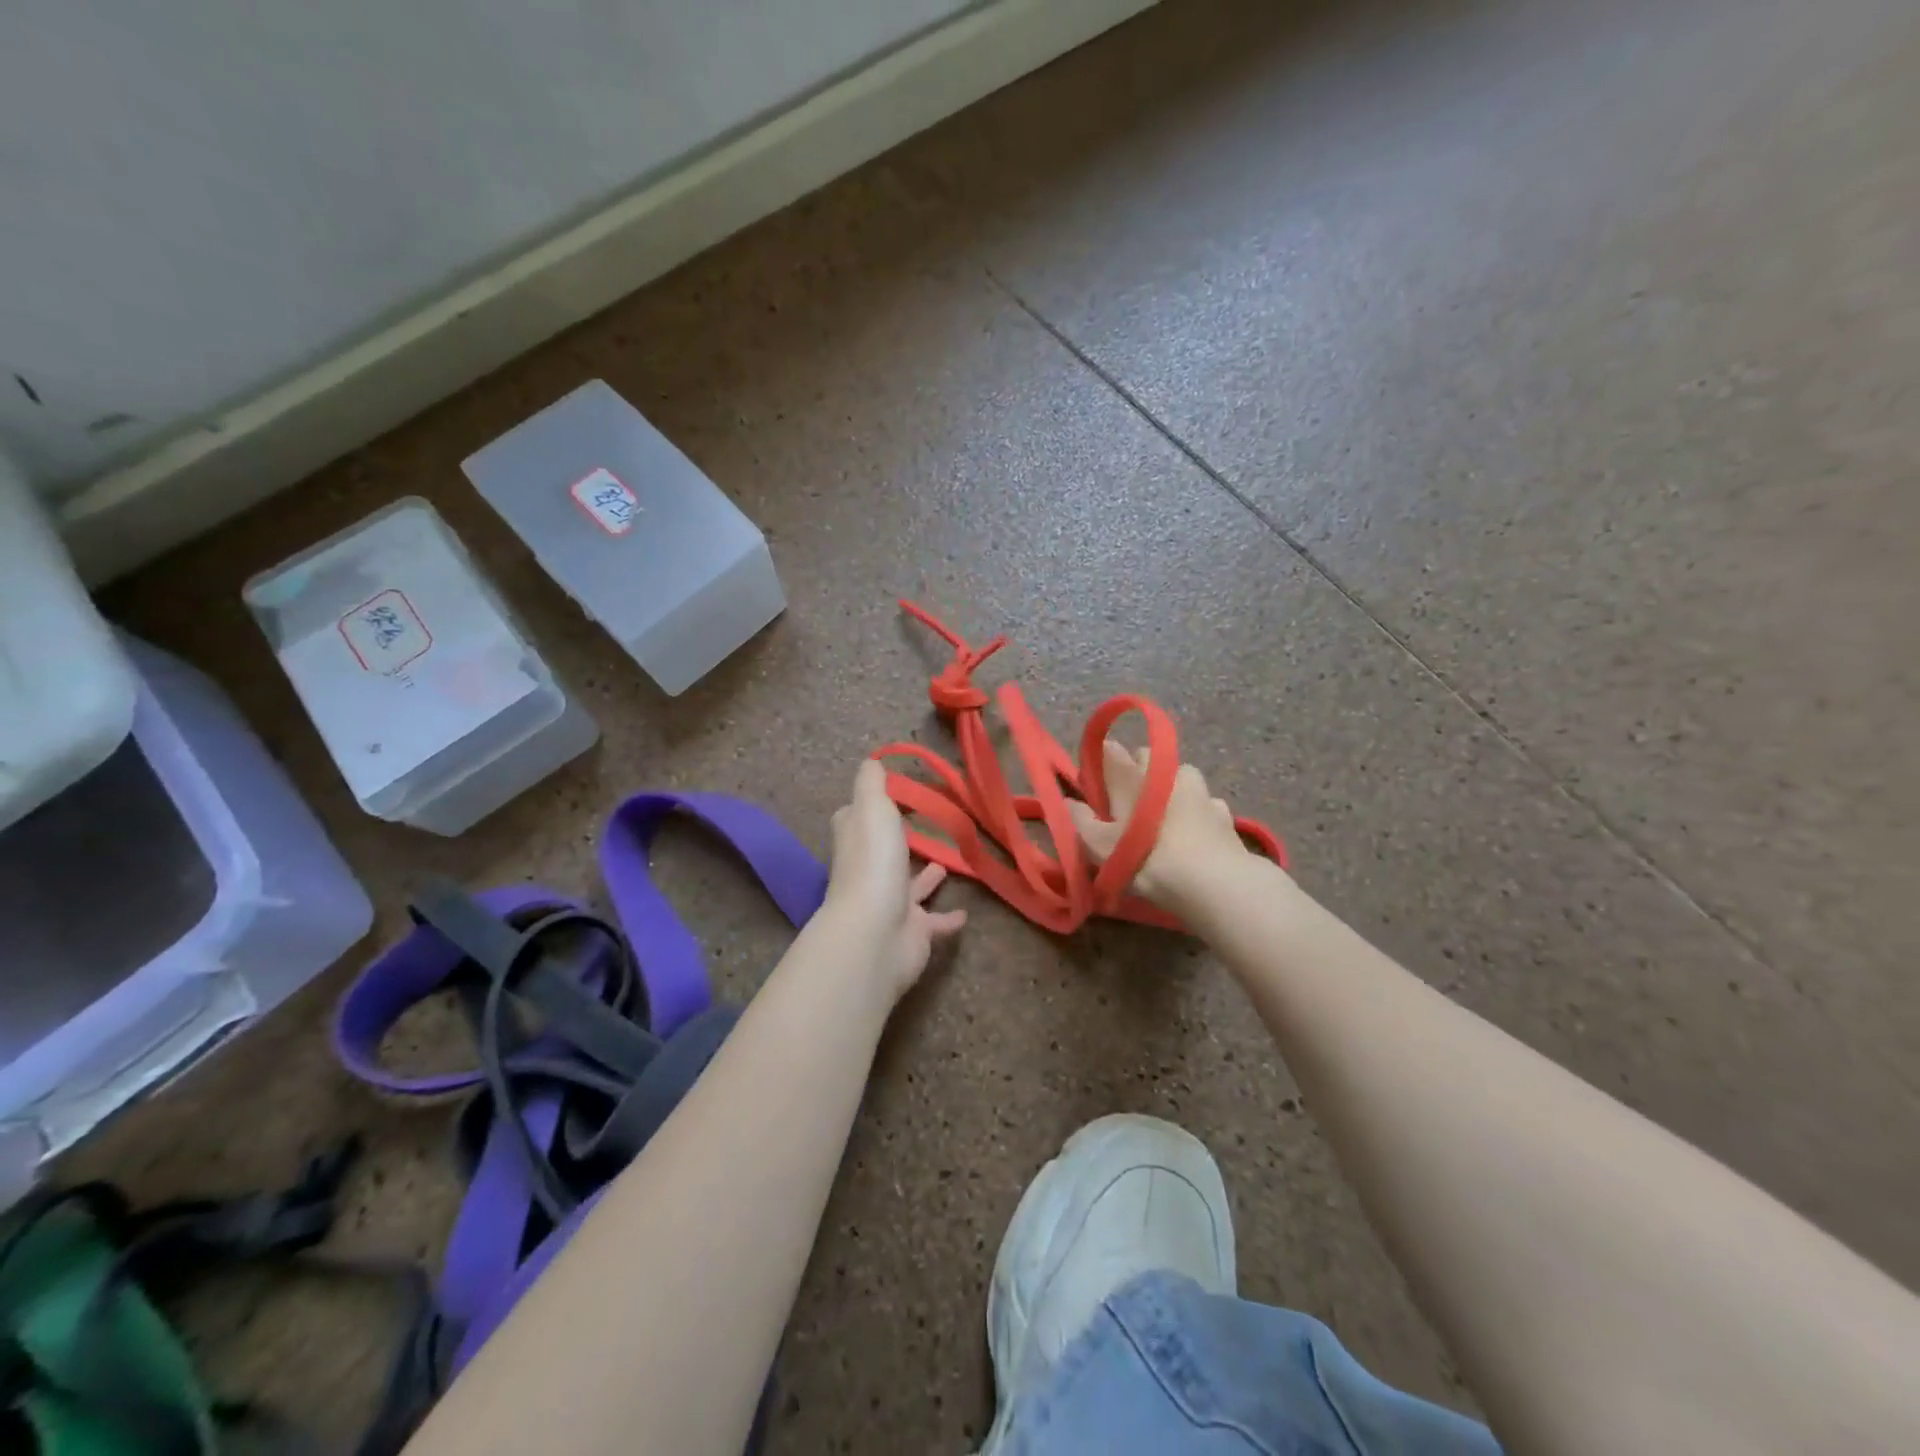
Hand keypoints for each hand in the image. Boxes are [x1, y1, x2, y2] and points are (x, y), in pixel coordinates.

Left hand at [823, 760, 967, 1001]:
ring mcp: (891, 904)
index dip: (869, 805)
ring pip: (909, 886)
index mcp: (857, 842)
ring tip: (946, 864)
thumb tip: (870, 761)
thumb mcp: (872, 809)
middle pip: (882, 852)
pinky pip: (934, 923)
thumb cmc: (874, 864)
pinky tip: (965, 914)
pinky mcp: (913, 932)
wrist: (875, 935)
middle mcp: (870, 872)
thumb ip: (872, 784)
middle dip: (899, 841)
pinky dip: (948, 918)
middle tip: (924, 826)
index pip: (856, 819)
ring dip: (924, 877)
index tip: (892, 792)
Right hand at [1067, 740, 1251, 915]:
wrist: (1212, 882)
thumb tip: (1068, 801)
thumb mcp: (1098, 846)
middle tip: (1127, 803)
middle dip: (1136, 771)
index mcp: (1131, 776)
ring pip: (1180, 775)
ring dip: (1171, 786)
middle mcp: (1165, 772)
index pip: (1109, 750)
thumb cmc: (1145, 858)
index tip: (1094, 786)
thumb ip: (1079, 820)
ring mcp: (1198, 789)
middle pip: (1145, 757)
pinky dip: (1198, 810)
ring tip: (1165, 815)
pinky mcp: (1223, 810)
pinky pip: (1206, 801)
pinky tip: (1195, 832)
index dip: (1100, 763)